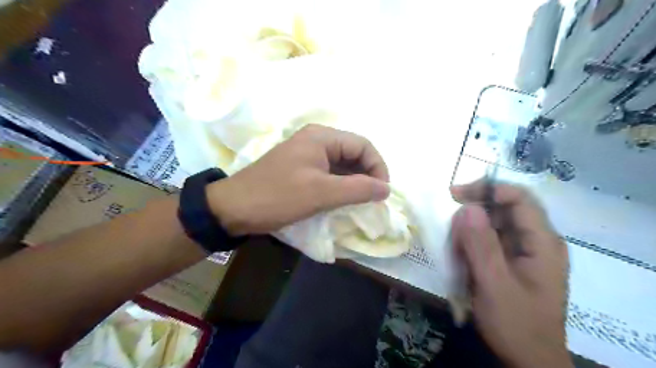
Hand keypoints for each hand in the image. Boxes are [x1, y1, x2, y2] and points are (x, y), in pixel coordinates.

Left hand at [206, 125, 387, 235]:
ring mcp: (307, 154)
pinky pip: (329, 173)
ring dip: (355, 182)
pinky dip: (340, 185)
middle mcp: (316, 140)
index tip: (382, 192)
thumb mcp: (321, 193)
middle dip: (367, 175)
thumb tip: (386, 189)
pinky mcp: (301, 168)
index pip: (363, 145)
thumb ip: (358, 189)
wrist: (234, 208)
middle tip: (373, 199)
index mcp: (322, 137)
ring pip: (342, 164)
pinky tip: (344, 200)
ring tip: (361, 202)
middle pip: (354, 153)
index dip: (378, 167)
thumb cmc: (278, 196)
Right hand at [452, 181, 568, 366]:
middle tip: (449, 227)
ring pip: (494, 223)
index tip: (455, 196)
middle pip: (505, 208)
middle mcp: (537, 241)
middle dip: (473, 212)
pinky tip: (462, 257)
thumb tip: (466, 208)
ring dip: (470, 230)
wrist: (530, 361)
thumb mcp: (495, 285)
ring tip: (455, 250)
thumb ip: (481, 246)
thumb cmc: (516, 324)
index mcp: (543, 243)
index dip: (487, 189)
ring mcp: (525, 251)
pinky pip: (490, 239)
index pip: (519, 198)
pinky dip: (472, 243)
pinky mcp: (513, 260)